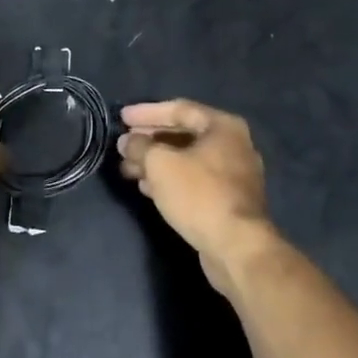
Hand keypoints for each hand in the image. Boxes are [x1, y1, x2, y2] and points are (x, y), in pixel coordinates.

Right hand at [117, 99, 279, 295]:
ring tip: (128, 169)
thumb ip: (139, 146)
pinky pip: (194, 180)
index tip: (121, 118)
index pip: (179, 109)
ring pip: (187, 159)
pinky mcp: (229, 200)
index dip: (147, 112)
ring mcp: (234, 174)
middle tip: (123, 146)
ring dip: (156, 162)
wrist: (236, 247)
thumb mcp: (160, 164)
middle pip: (183, 134)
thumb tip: (127, 141)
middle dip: (150, 140)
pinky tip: (147, 188)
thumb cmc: (199, 195)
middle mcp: (233, 145)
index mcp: (223, 126)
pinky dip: (170, 179)